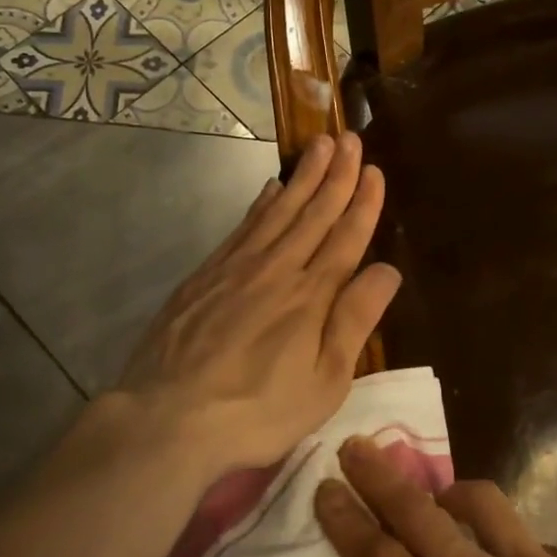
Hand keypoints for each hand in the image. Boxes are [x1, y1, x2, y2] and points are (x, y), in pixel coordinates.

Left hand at [96, 131, 401, 482]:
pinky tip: (270, 188)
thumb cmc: (258, 410)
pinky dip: (261, 203)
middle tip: (351, 139)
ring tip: (319, 146)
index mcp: (312, 296)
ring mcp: (237, 267)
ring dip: (303, 176)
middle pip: (314, 212)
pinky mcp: (206, 275)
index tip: (375, 171)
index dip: (364, 203)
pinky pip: (243, 226)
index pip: (346, 237)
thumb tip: (388, 269)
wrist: (168, 417)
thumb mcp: (325, 381)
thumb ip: (355, 321)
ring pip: (278, 210)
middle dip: (337, 174)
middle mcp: (278, 268)